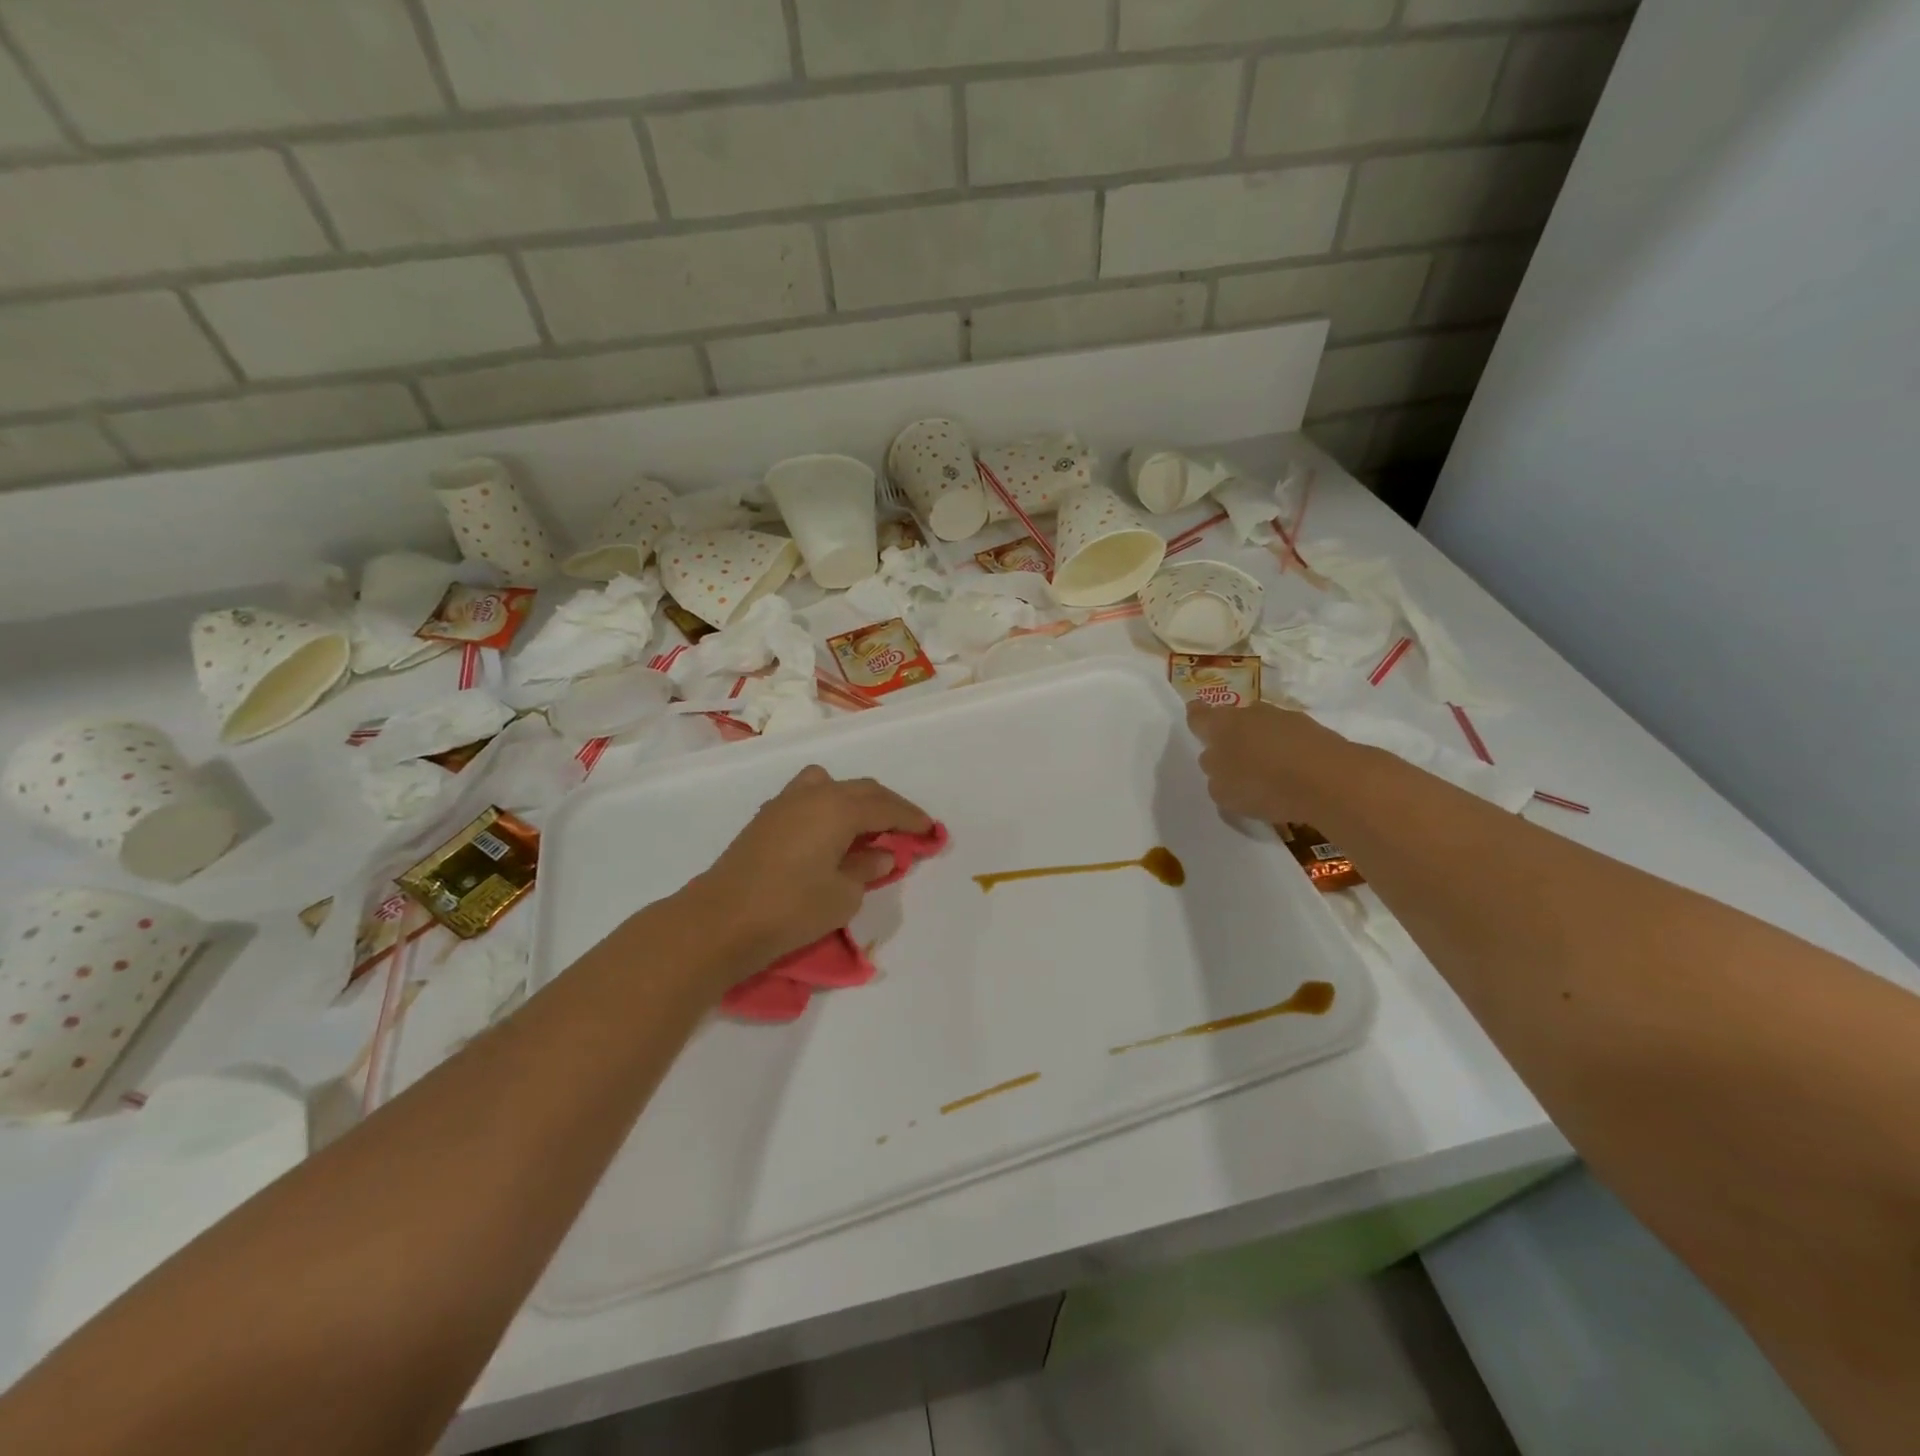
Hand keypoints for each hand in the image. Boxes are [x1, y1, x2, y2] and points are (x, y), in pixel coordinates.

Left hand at [683, 766, 932, 974]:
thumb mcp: (843, 895)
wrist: (720, 921)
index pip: (886, 807)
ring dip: (855, 800)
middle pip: (861, 790)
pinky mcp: (765, 818)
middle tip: (908, 827)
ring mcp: (785, 803)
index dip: (911, 818)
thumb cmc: (791, 908)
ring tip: (867, 825)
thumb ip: (867, 868)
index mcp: (839, 808)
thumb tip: (881, 854)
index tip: (932, 830)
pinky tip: (829, 833)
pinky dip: (829, 806)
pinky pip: (808, 797)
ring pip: (831, 786)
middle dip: (889, 806)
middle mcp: (814, 795)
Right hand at [1187, 701, 1347, 824]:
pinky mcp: (1314, 730)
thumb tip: (1222, 767)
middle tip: (1234, 763)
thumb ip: (1216, 776)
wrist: (1330, 780)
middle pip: (1234, 721)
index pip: (1198, 715)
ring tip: (1267, 776)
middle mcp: (1250, 713)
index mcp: (1220, 725)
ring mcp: (1284, 718)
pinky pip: (1290, 741)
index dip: (1196, 719)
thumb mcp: (1223, 793)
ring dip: (1262, 746)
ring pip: (1264, 729)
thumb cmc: (1263, 785)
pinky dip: (1288, 755)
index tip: (1197, 727)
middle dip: (1232, 737)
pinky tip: (1293, 779)